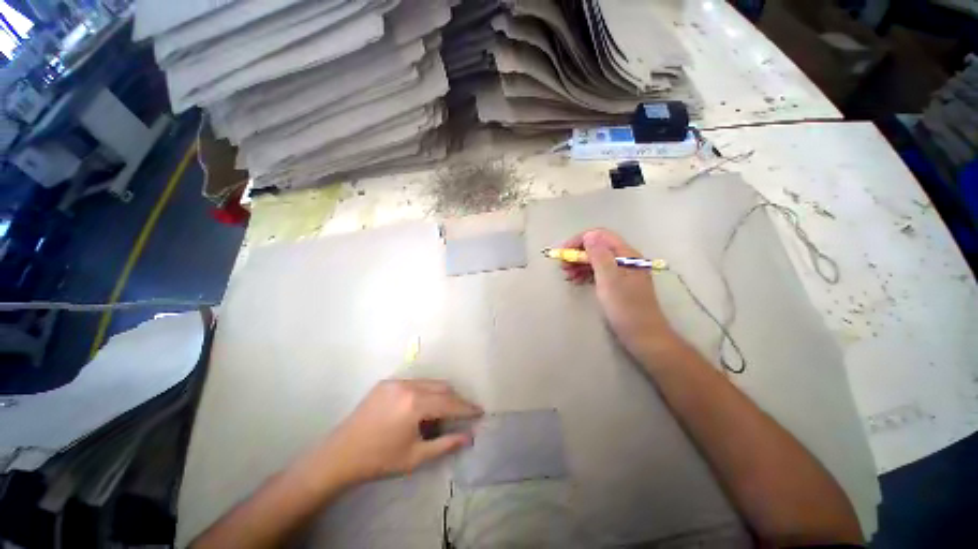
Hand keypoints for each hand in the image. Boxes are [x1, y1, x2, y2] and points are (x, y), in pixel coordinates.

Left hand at [315, 379, 482, 484]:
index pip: (449, 402)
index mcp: (415, 404)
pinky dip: (424, 392)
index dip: (466, 408)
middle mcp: (407, 386)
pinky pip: (414, 383)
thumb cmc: (379, 460)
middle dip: (455, 399)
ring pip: (429, 382)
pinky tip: (420, 409)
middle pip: (442, 387)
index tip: (480, 412)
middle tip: (461, 415)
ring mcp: (396, 381)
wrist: (340, 455)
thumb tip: (469, 437)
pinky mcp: (386, 382)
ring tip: (440, 414)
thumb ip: (446, 444)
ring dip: (440, 395)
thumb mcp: (415, 457)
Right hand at [561, 229, 678, 358]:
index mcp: (626, 254)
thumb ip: (599, 256)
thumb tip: (589, 235)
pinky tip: (576, 281)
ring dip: (579, 264)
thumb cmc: (625, 307)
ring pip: (596, 260)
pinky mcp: (618, 284)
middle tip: (562, 266)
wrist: (643, 335)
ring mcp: (622, 272)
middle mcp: (625, 259)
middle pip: (597, 247)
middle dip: (578, 253)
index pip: (600, 236)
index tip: (563, 252)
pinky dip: (585, 274)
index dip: (580, 240)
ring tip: (566, 275)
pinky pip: (599, 272)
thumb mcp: (609, 279)